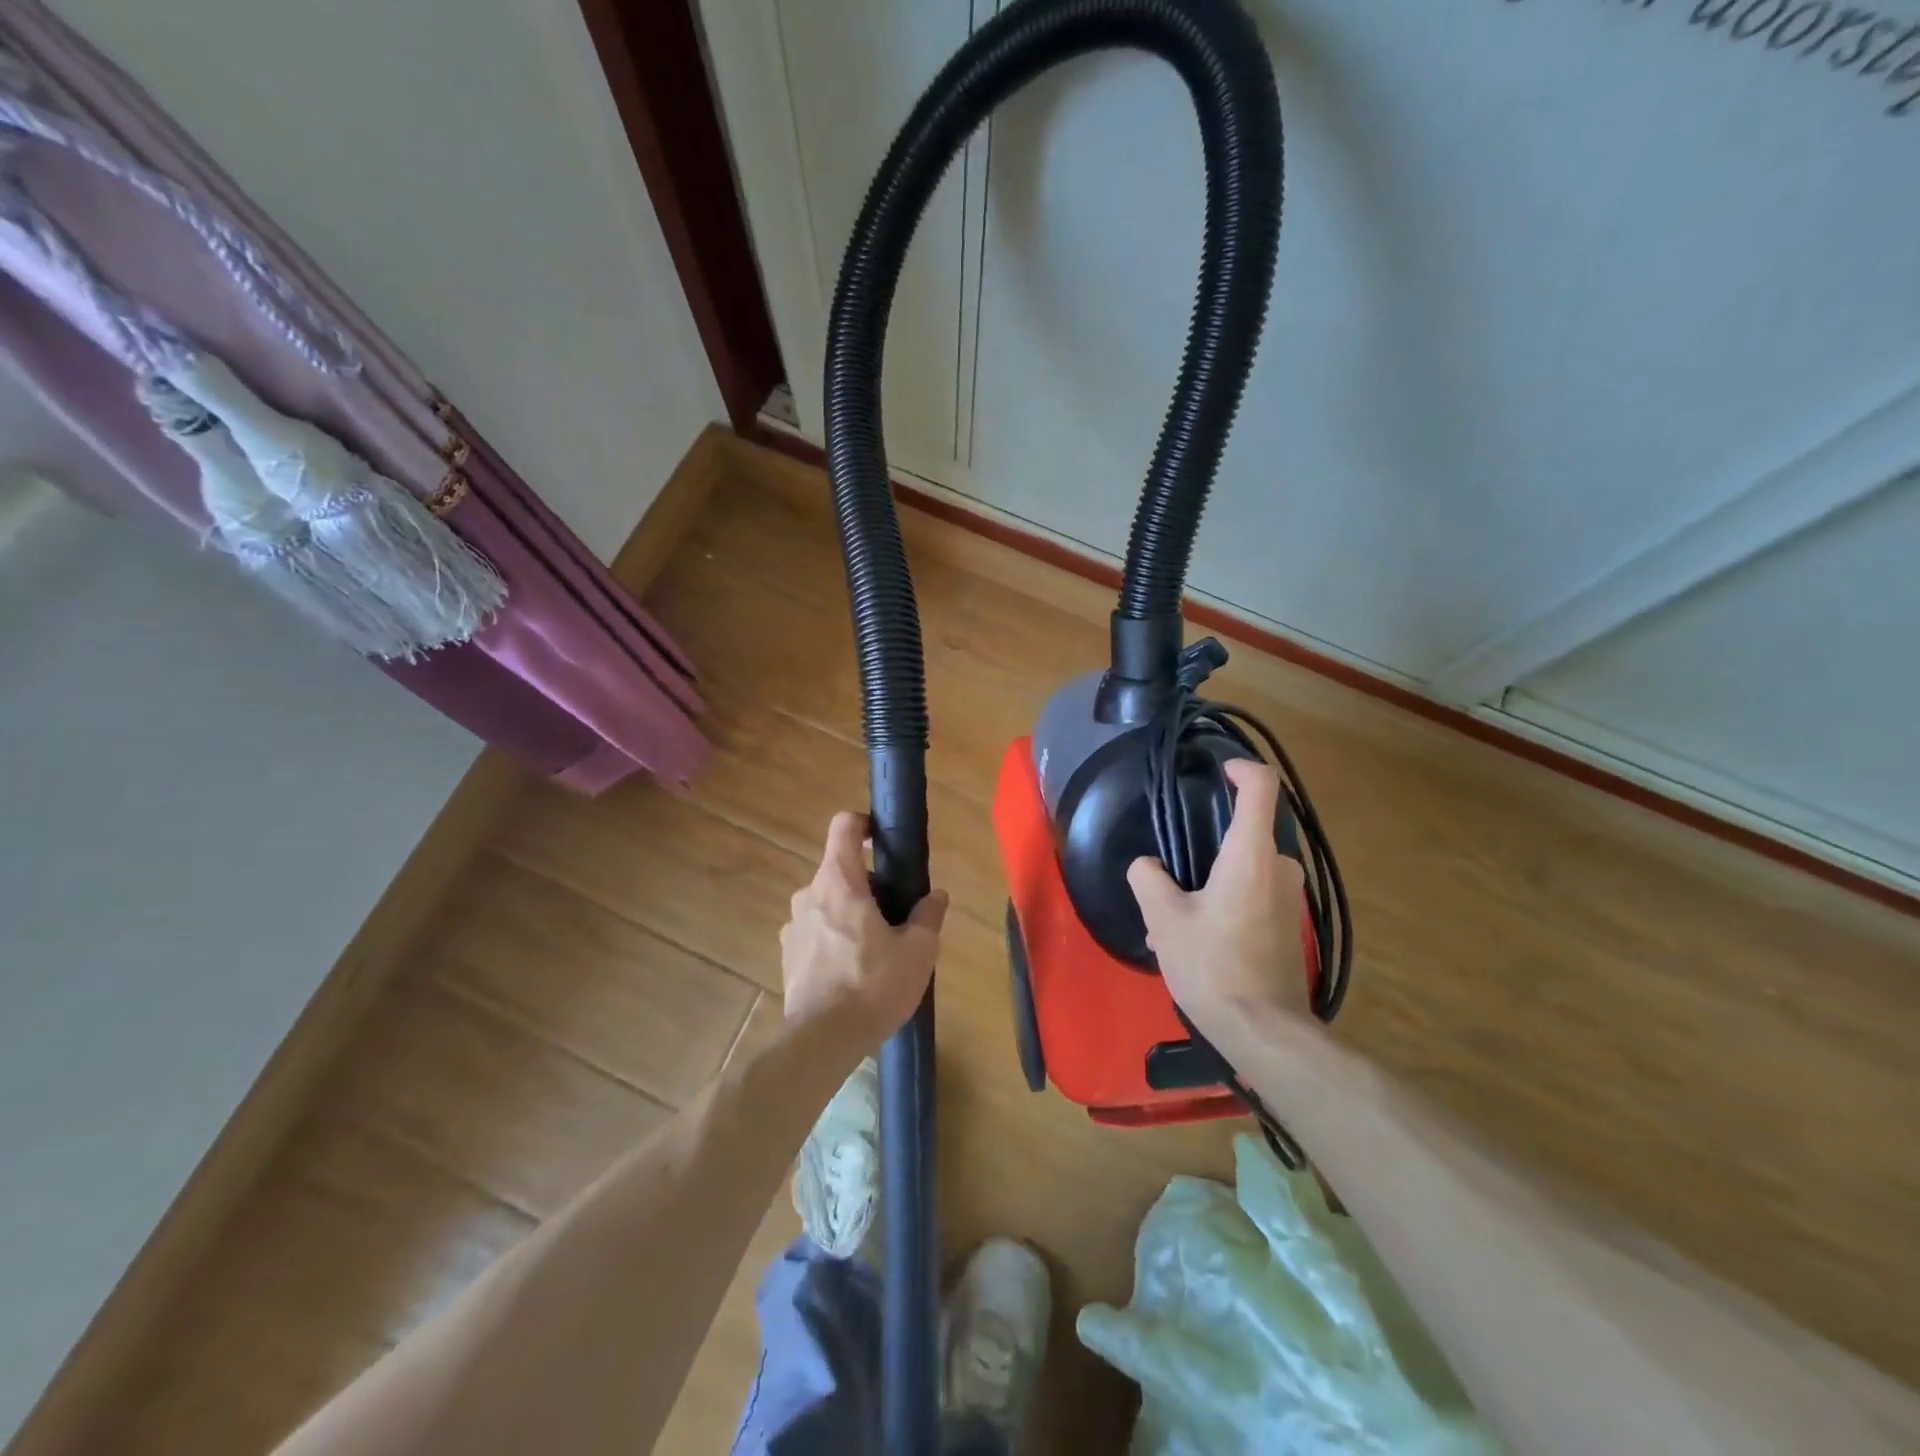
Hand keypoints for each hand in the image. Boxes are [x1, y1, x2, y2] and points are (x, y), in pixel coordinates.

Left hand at [780, 811, 949, 1051]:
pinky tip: (854, 975)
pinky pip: (816, 934)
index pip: (844, 826)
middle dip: (869, 887)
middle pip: (840, 872)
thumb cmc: (873, 984)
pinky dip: (835, 942)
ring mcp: (793, 927)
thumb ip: (928, 916)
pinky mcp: (787, 957)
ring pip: (827, 905)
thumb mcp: (917, 951)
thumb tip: (936, 896)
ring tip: (877, 952)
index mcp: (839, 881)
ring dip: (851, 916)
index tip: (883, 841)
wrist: (821, 1040)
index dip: (864, 824)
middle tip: (896, 917)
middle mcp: (809, 895)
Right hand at [1127, 759, 1311, 1042]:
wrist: (1264, 1032)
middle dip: (1209, 847)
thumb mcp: (1164, 920)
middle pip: (1247, 834)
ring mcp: (1288, 900)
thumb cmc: (1213, 965)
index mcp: (1250, 855)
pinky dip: (1226, 905)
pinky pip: (1254, 897)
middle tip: (1172, 874)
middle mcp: (1279, 869)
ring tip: (1173, 918)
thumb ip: (1148, 879)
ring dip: (1212, 882)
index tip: (1219, 771)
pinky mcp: (1288, 927)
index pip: (1262, 788)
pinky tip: (1194, 941)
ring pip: (1246, 870)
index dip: (1242, 769)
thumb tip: (1146, 865)